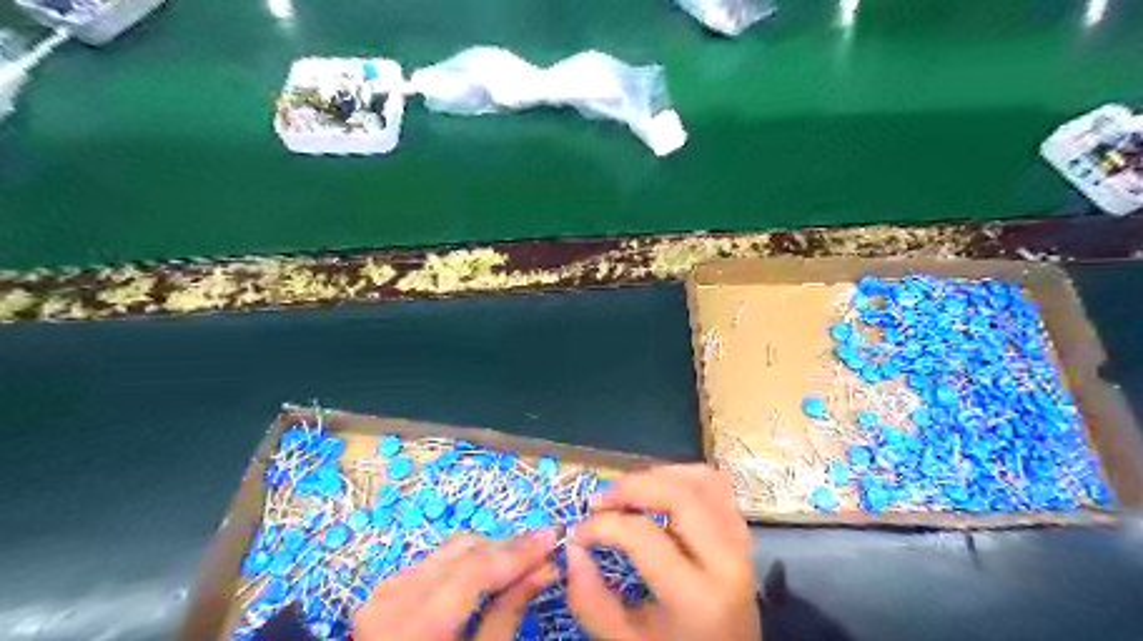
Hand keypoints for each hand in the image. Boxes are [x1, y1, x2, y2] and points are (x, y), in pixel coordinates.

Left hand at [356, 531, 556, 640]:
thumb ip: (508, 614)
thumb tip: (546, 569)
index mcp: (416, 624)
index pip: (475, 568)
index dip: (518, 551)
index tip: (554, 537)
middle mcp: (395, 597)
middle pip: (463, 550)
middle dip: (508, 546)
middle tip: (544, 546)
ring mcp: (385, 590)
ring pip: (450, 549)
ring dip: (490, 549)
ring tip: (523, 557)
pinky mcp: (386, 589)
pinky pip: (436, 560)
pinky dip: (467, 560)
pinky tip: (490, 569)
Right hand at [569, 467, 755, 639]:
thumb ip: (592, 601)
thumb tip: (572, 548)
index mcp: (698, 597)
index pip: (643, 535)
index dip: (602, 526)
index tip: (578, 533)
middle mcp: (728, 561)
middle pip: (679, 495)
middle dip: (631, 487)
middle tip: (599, 500)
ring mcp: (742, 543)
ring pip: (702, 481)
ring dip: (659, 476)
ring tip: (628, 492)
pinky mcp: (744, 534)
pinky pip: (718, 487)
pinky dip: (685, 477)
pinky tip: (660, 491)